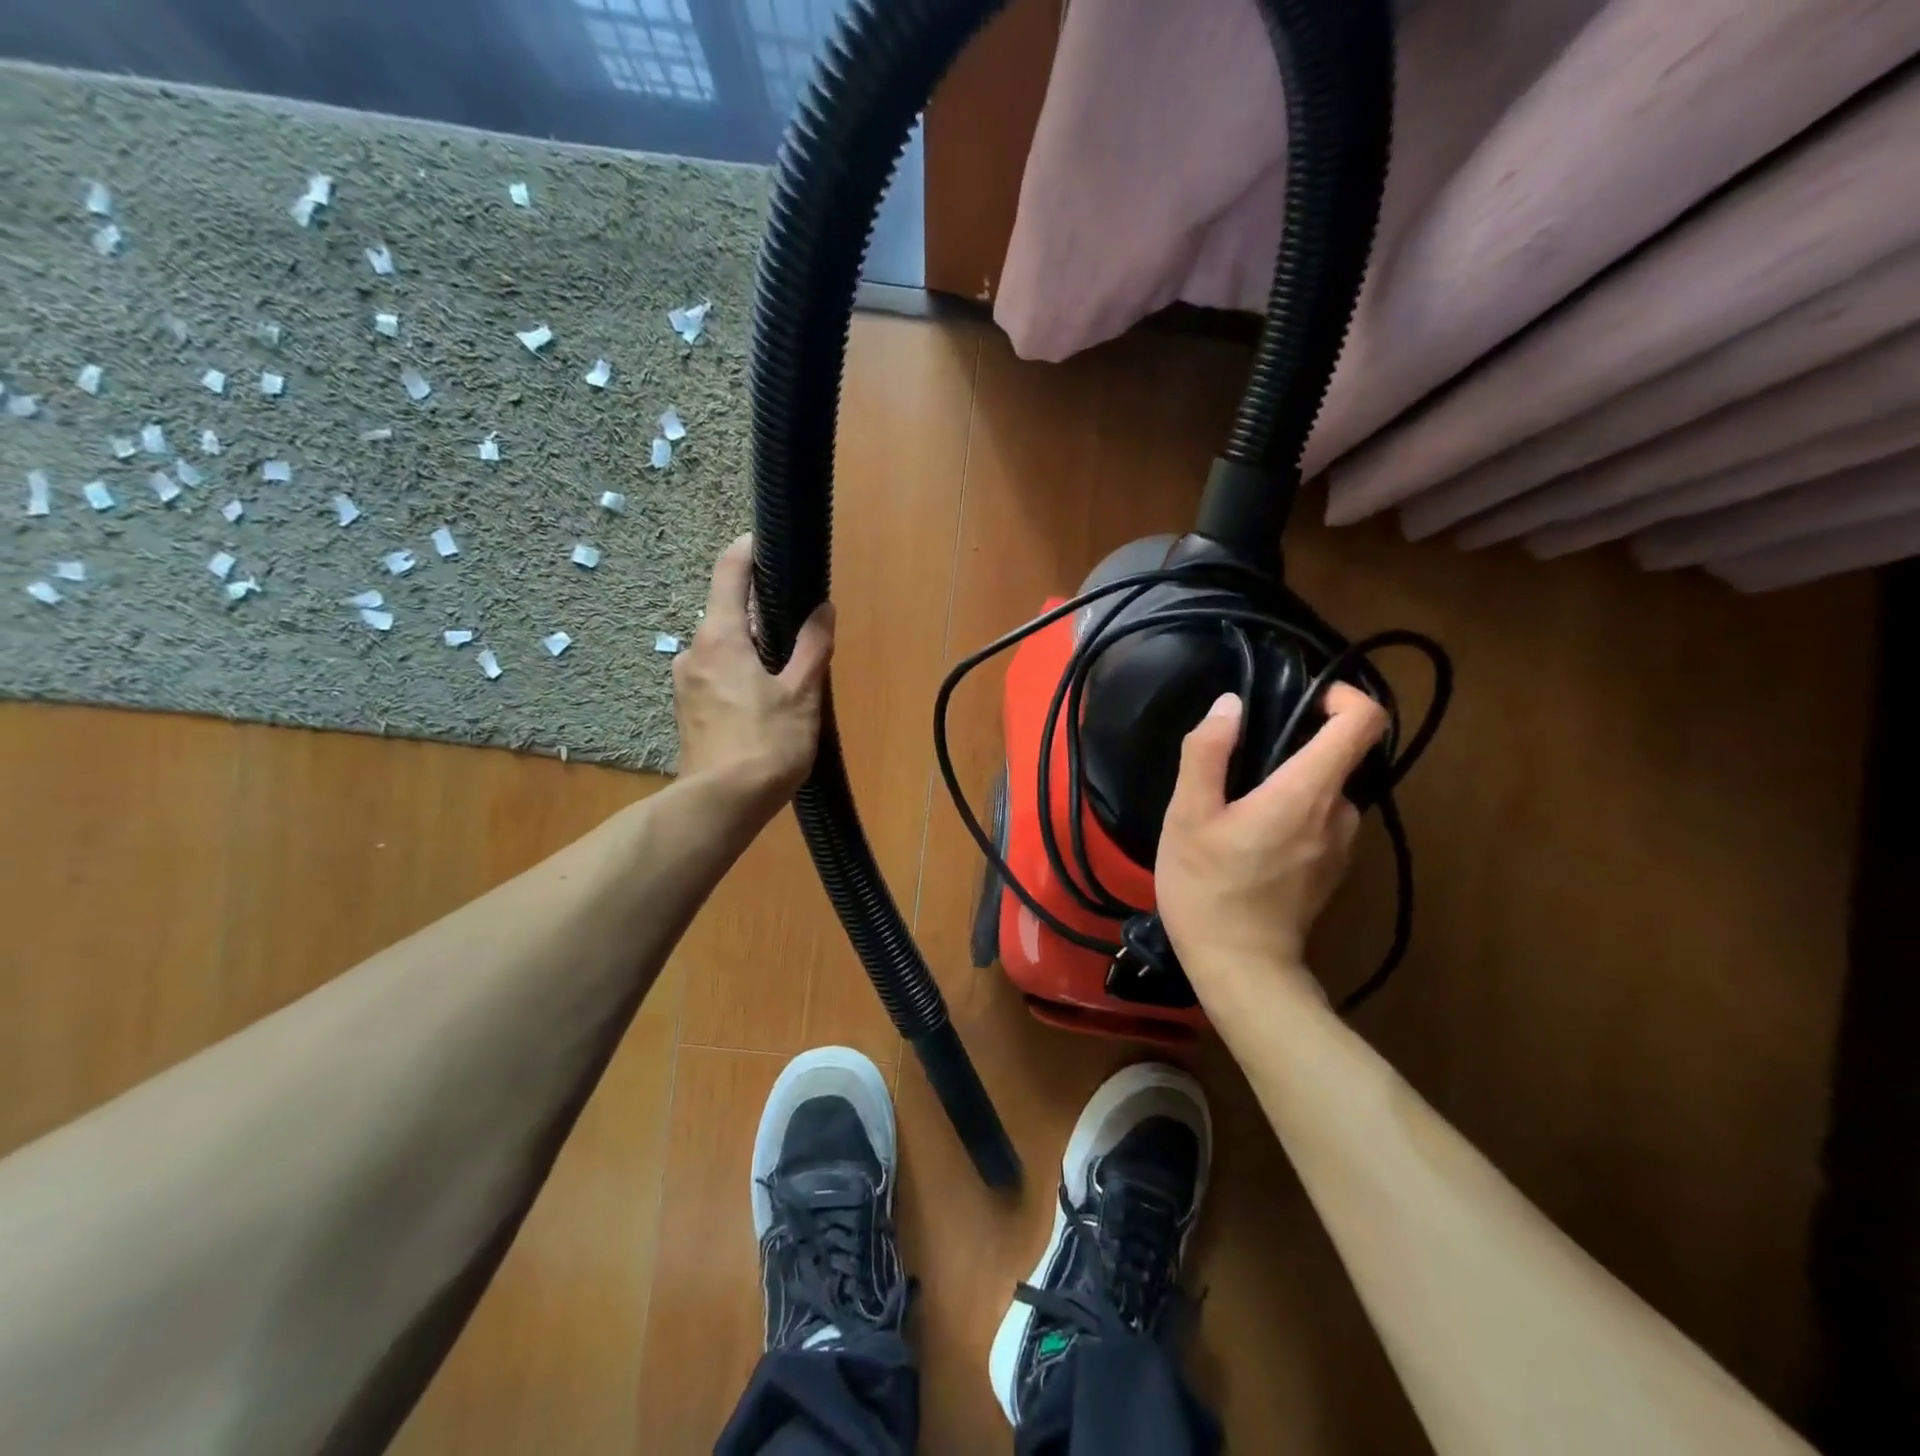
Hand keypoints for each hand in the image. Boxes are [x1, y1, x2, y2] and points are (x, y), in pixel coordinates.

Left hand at [673, 534, 834, 809]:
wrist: (721, 805)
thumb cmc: (766, 743)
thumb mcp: (801, 693)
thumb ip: (812, 647)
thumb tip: (822, 610)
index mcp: (720, 637)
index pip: (729, 572)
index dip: (748, 550)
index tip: (768, 541)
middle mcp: (694, 651)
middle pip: (728, 614)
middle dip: (761, 614)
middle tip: (800, 628)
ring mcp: (685, 683)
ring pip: (724, 649)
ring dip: (753, 649)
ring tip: (789, 672)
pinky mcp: (688, 711)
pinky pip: (717, 675)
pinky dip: (741, 675)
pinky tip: (765, 701)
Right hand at [1156, 685, 1387, 994]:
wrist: (1240, 969)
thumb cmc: (1208, 888)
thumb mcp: (1187, 816)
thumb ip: (1206, 754)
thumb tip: (1229, 705)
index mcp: (1308, 791)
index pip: (1363, 722)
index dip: (1344, 697)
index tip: (1305, 698)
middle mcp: (1341, 814)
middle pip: (1342, 755)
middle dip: (1299, 744)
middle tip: (1242, 760)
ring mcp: (1343, 847)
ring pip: (1329, 792)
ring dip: (1294, 783)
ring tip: (1239, 803)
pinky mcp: (1334, 871)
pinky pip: (1324, 822)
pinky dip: (1297, 813)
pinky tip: (1251, 839)